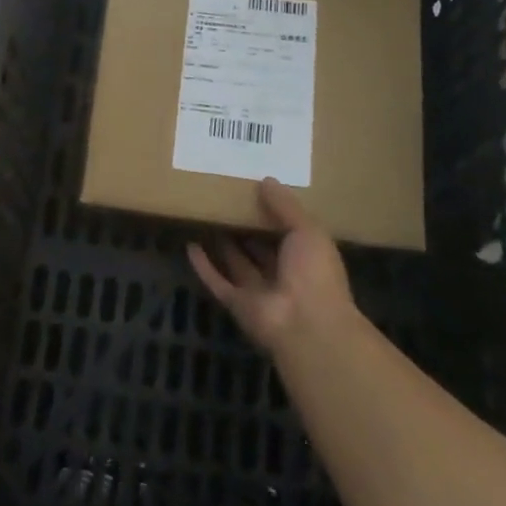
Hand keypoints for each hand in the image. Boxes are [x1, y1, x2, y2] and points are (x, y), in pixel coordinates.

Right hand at [186, 178, 359, 355]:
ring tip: (205, 217)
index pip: (288, 232)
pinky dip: (204, 265)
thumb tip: (267, 180)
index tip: (254, 190)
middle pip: (260, 248)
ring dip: (223, 244)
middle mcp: (283, 274)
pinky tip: (190, 246)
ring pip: (237, 263)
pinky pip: (217, 281)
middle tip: (226, 201)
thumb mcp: (307, 231)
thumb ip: (286, 206)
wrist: (306, 325)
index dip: (273, 213)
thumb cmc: (314, 273)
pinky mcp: (236, 303)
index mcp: (306, 257)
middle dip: (246, 228)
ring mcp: (258, 291)